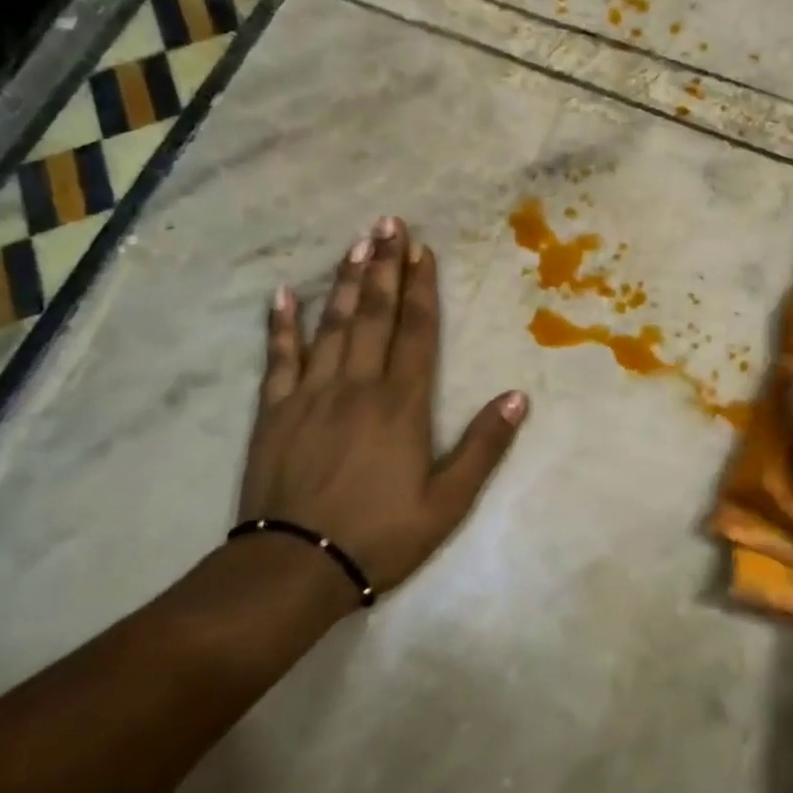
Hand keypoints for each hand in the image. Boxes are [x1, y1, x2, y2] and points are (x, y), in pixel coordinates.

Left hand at [238, 217, 528, 602]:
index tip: (422, 250)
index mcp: (401, 404)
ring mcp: (310, 395)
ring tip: (356, 243)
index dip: (421, 288)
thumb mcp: (448, 502)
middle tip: (388, 223)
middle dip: (384, 266)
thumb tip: (518, 397)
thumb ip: (483, 446)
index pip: (416, 331)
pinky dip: (281, 325)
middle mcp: (357, 386)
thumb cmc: (380, 536)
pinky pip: (278, 359)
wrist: (292, 569)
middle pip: (374, 315)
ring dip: (346, 282)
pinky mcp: (274, 412)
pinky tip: (284, 294)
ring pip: (332, 325)